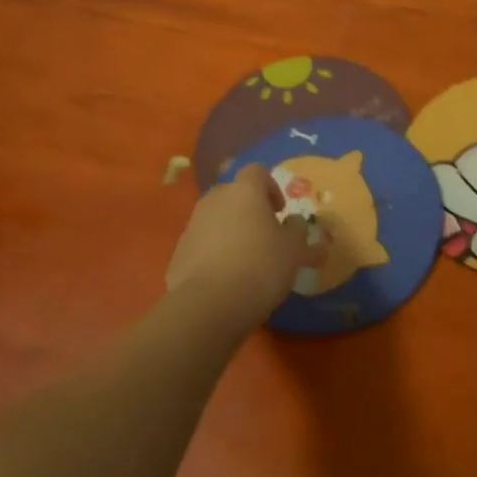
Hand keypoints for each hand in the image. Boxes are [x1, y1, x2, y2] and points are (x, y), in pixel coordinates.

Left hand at [166, 165, 308, 334]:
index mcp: (244, 191)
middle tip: (264, 234)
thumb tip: (294, 221)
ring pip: (216, 219)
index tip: (280, 212)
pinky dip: (214, 253)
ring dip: (231, 231)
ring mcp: (193, 225)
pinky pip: (202, 244)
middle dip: (249, 209)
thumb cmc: (260, 267)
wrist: (209, 305)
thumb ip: (297, 229)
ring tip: (245, 260)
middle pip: (234, 194)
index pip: (257, 171)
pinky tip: (226, 278)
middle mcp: (215, 200)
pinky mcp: (178, 252)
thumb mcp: (294, 249)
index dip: (271, 187)